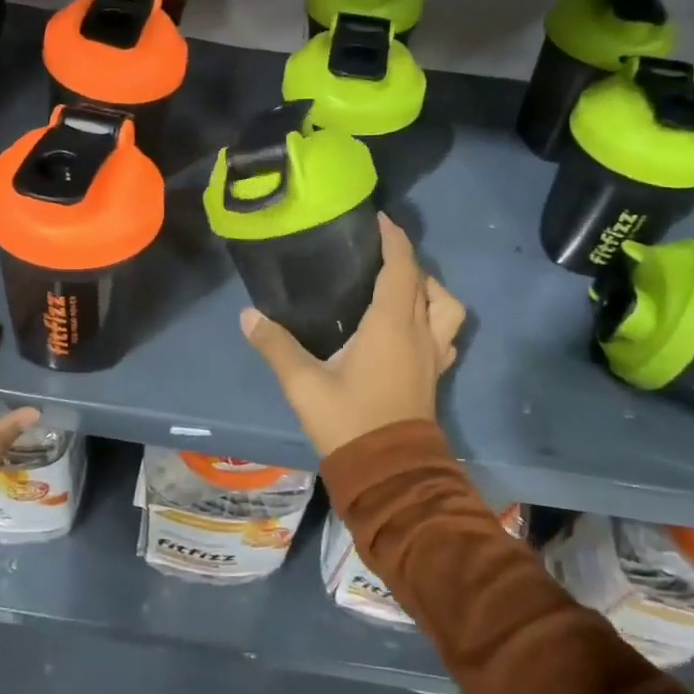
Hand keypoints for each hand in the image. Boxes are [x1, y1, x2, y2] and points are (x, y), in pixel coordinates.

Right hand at [240, 213, 465, 457]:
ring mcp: (433, 354)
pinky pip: (446, 334)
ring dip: (429, 289)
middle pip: (424, 281)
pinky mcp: (435, 374)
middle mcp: (419, 332)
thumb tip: (247, 315)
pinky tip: (412, 328)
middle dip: (405, 259)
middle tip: (377, 253)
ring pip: (446, 306)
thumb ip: (276, 346)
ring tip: (401, 289)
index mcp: (390, 324)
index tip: (379, 219)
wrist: (390, 473)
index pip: (401, 267)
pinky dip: (434, 319)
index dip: (394, 238)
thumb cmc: (349, 421)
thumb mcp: (304, 384)